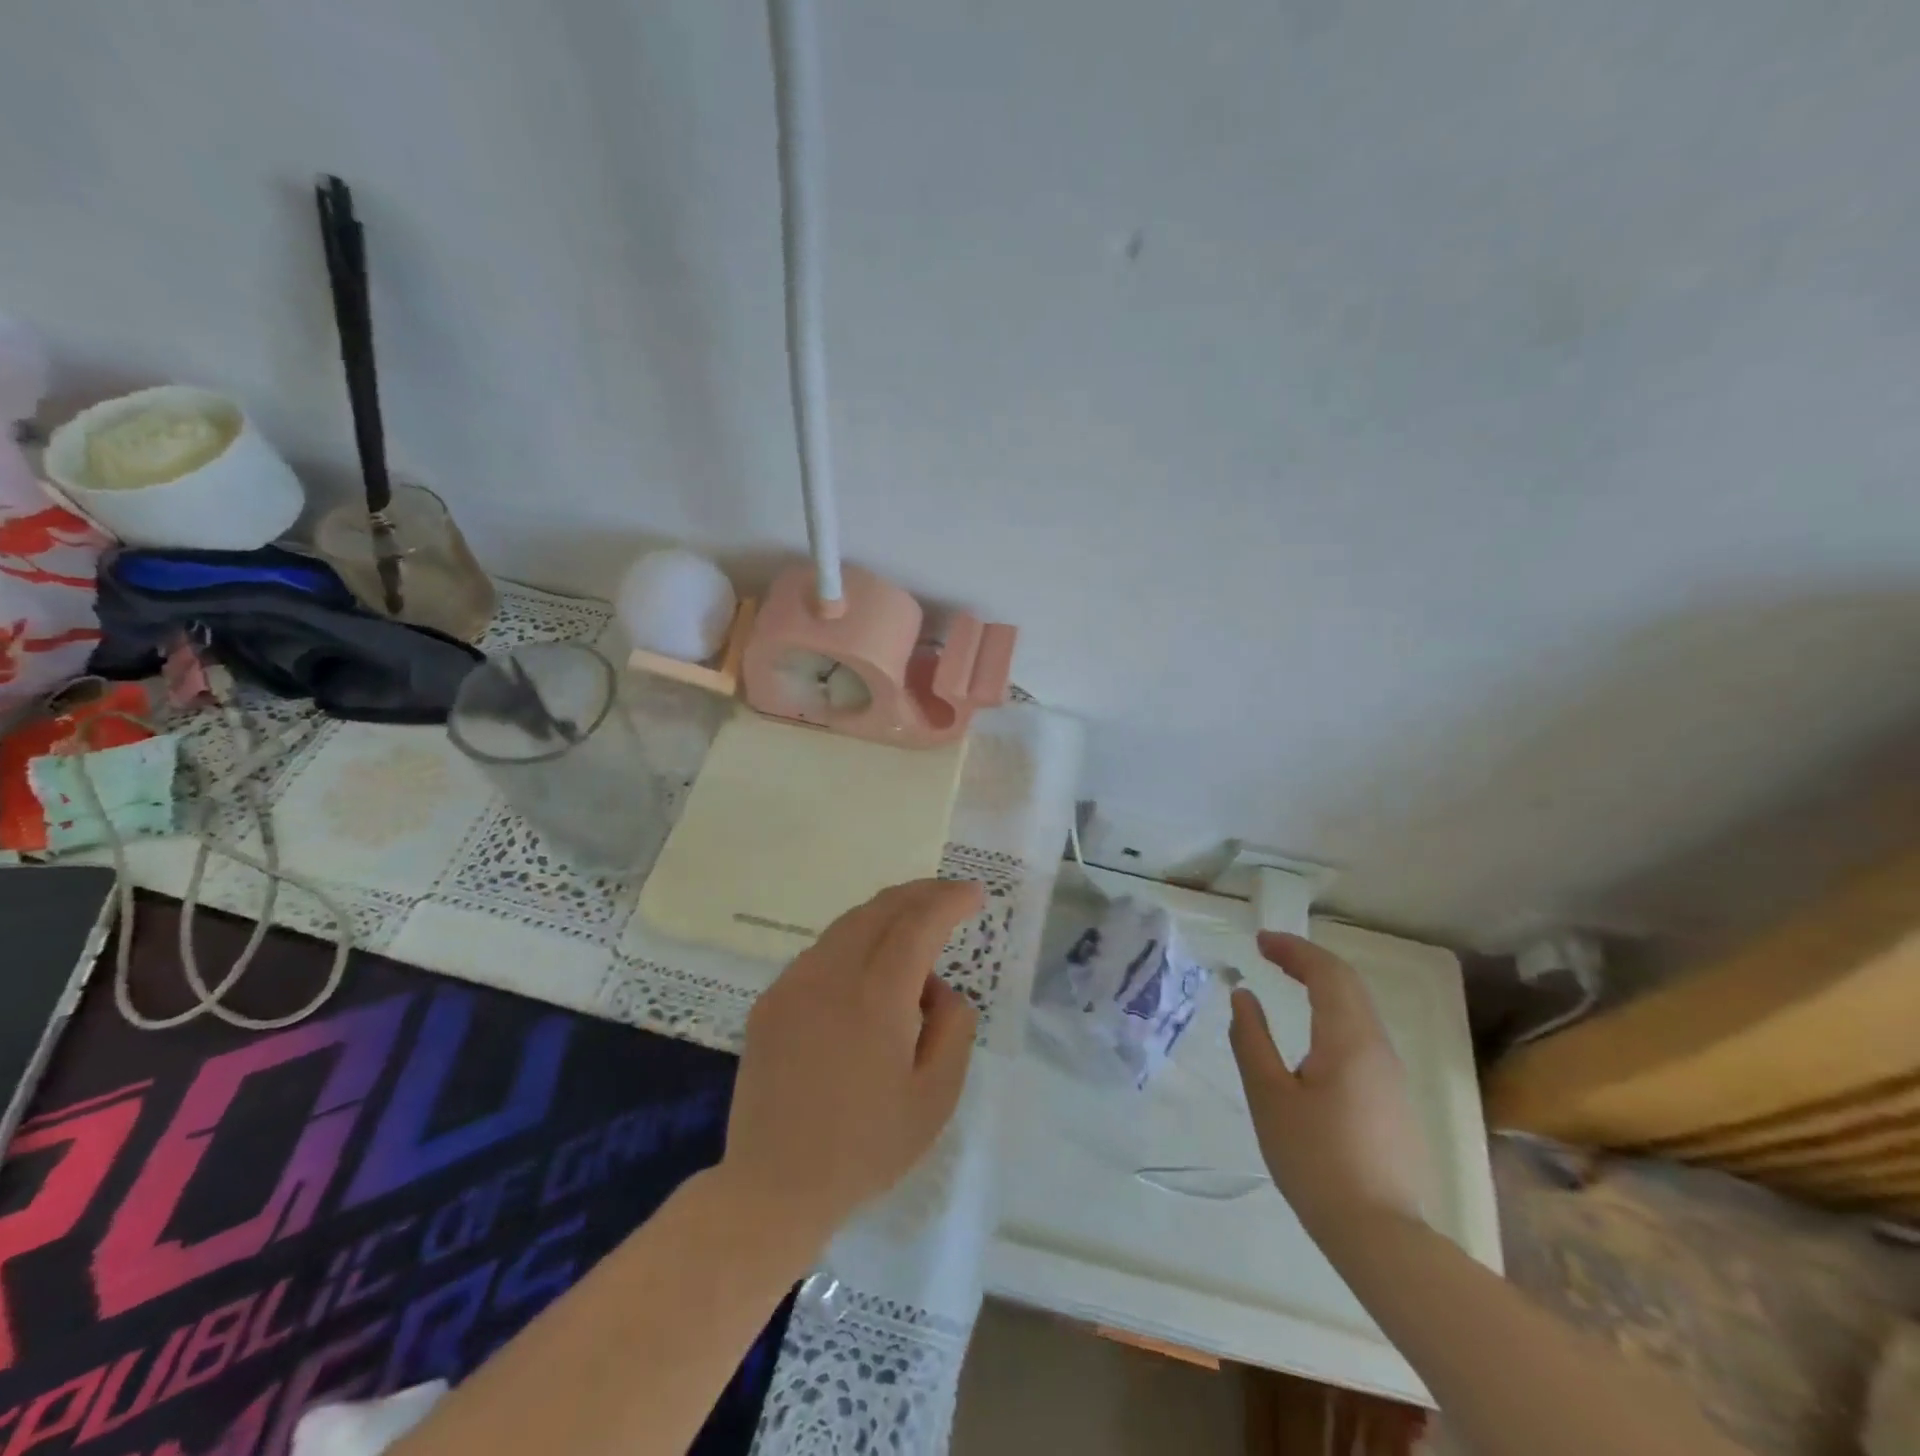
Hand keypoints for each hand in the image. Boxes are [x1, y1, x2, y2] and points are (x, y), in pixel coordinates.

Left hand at [720, 879, 982, 1250]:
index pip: (918, 923)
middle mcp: (830, 974)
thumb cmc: (866, 1148)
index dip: (949, 900)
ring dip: (888, 915)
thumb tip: (937, 987)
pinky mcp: (771, 999)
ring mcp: (793, 983)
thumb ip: (953, 1026)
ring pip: (848, 925)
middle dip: (921, 893)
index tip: (975, 894)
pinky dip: (856, 942)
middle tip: (951, 896)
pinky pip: (822, 952)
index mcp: (876, 997)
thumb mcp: (936, 1097)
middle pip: (881, 909)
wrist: (773, 1187)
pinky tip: (869, 968)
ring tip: (916, 929)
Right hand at [1228, 931, 1433, 1243]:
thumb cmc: (1315, 1160)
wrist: (1381, 1236)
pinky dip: (1334, 1013)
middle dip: (1308, 960)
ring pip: (1359, 1010)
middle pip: (1348, 985)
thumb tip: (1244, 996)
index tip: (1259, 941)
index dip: (1293, 949)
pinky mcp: (1393, 1100)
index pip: (1326, 973)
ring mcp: (1392, 1076)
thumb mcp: (1269, 1097)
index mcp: (1348, 1040)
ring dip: (1324, 986)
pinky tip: (1313, 1033)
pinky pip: (1363, 1035)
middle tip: (1269, 953)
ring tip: (1288, 982)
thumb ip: (1251, 1039)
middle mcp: (1378, 1048)